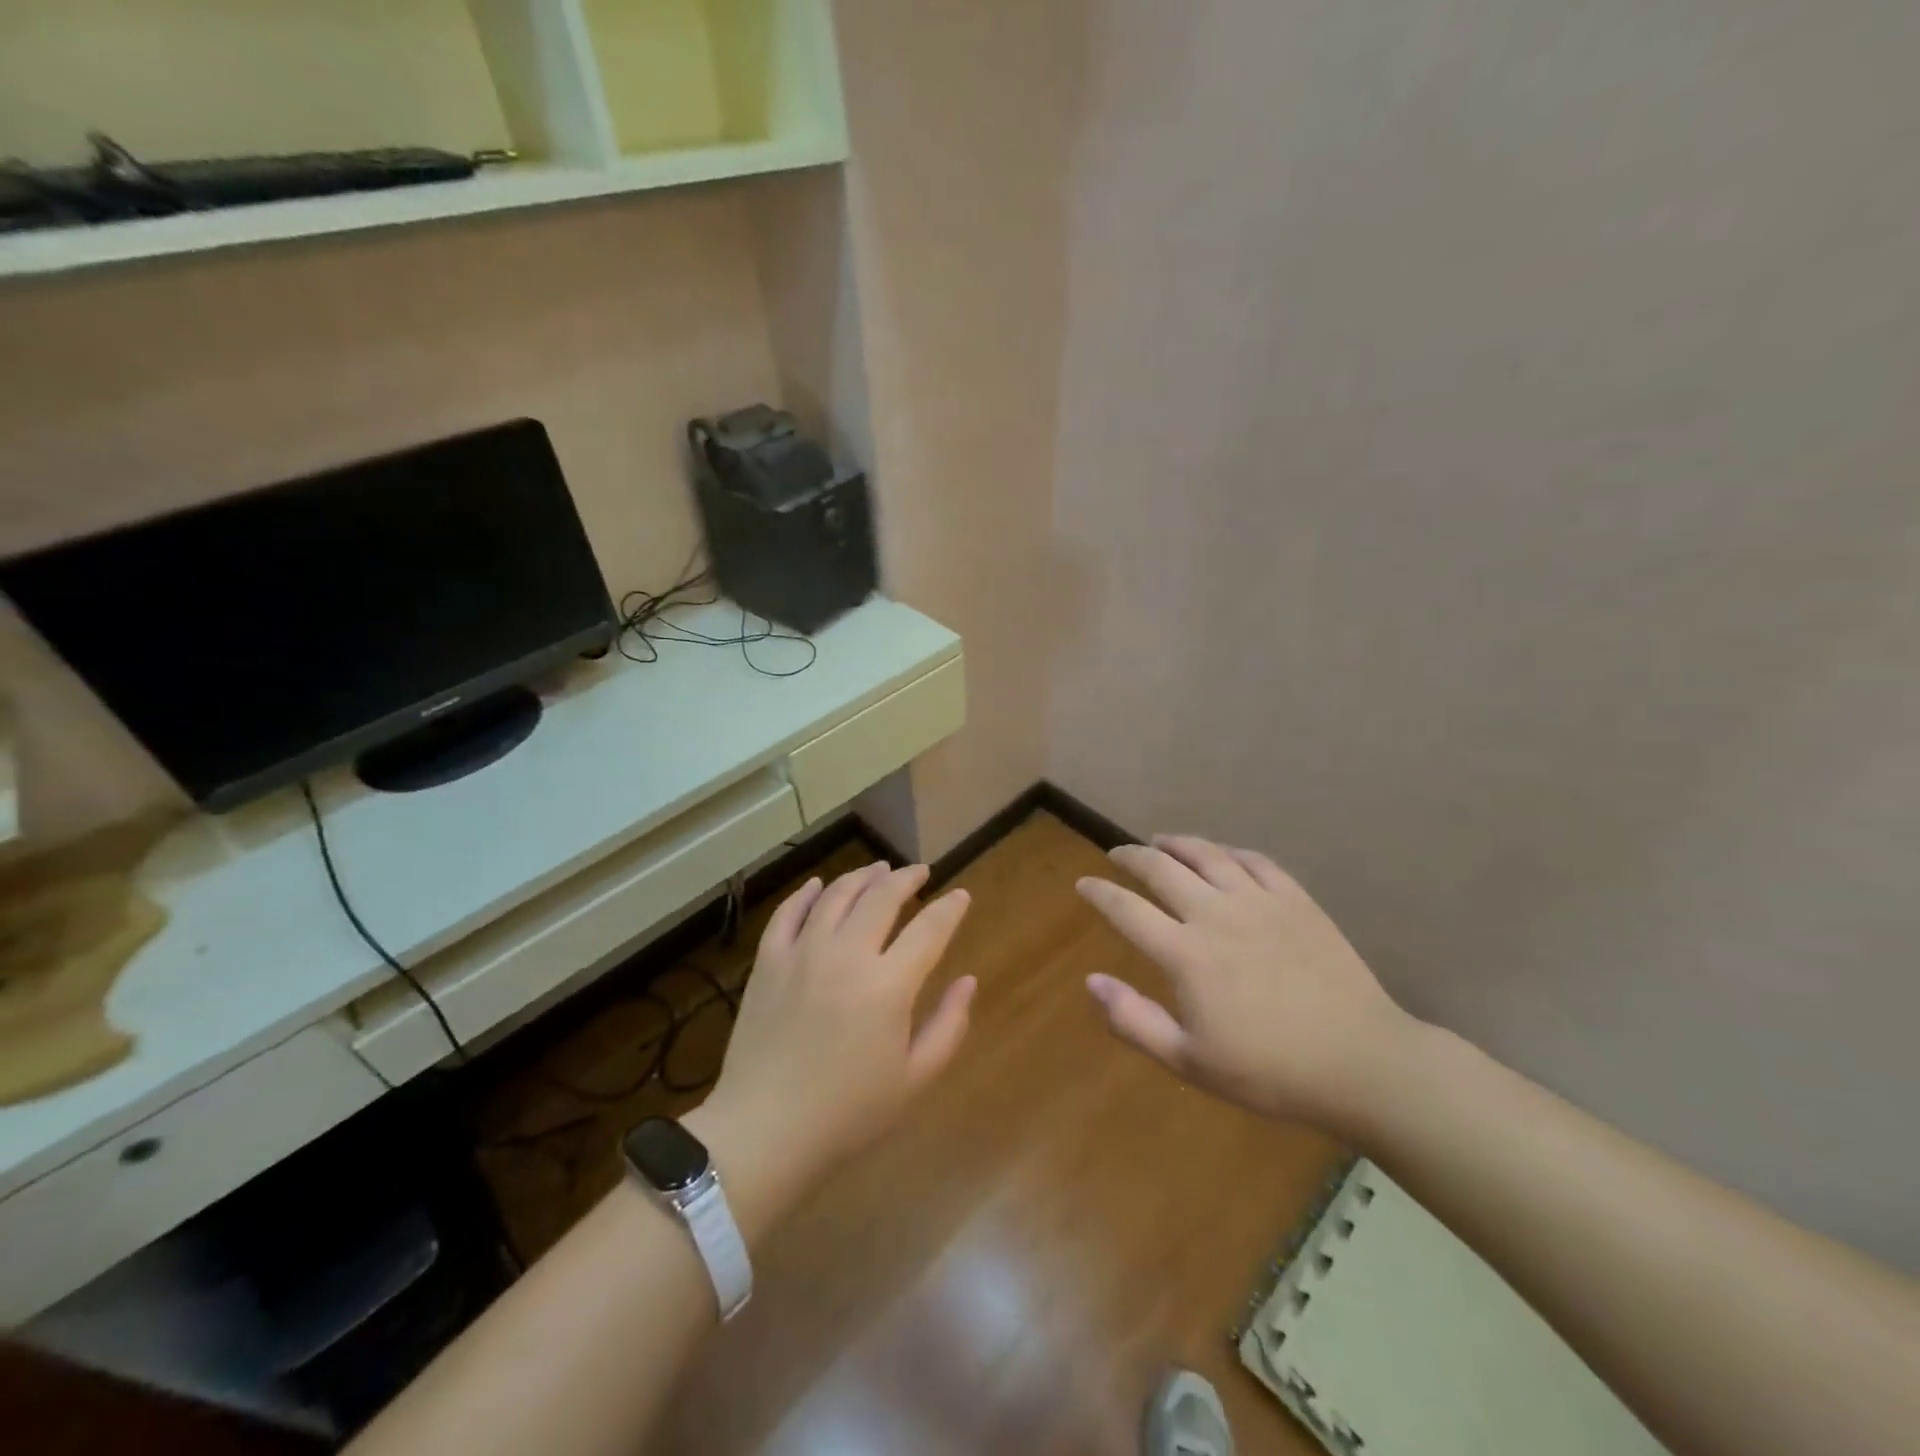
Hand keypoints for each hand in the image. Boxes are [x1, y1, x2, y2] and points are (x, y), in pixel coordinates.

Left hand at [698, 863, 974, 1203]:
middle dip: (907, 879)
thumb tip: (968, 981)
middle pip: (882, 897)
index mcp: (888, 984)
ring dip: (862, 876)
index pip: (929, 929)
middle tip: (920, 873)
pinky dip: (807, 892)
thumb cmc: (848, 1113)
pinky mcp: (768, 961)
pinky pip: (789, 912)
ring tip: (878, 870)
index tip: (960, 896)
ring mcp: (802, 952)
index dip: (950, 908)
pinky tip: (818, 885)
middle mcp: (847, 954)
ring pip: (836, 894)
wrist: (764, 1131)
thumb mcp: (914, 1079)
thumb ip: (948, 1026)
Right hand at [1076, 835, 1418, 1133]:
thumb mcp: (1190, 1062)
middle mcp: (1216, 915)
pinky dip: (1229, 851)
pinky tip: (1222, 855)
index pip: (1127, 909)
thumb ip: (1134, 1020)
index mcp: (1186, 954)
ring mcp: (1260, 902)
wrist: (1361, 1063)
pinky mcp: (1297, 901)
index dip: (1100, 893)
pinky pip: (1256, 861)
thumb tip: (1091, 981)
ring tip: (1160, 840)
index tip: (1083, 884)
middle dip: (1131, 856)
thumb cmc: (1270, 1072)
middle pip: (1162, 869)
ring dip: (1177, 843)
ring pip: (1208, 854)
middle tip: (1116, 854)